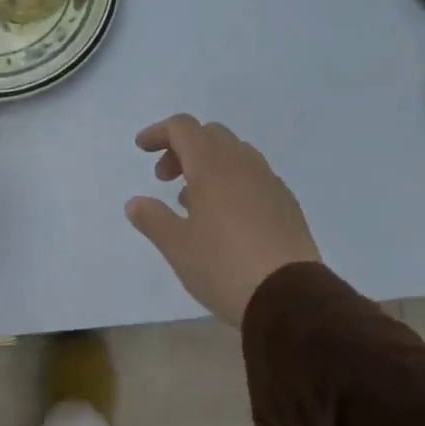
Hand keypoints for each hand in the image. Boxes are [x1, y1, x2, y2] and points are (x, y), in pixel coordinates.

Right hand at [126, 114, 321, 325]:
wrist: (288, 297)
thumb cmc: (223, 266)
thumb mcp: (176, 246)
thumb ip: (152, 219)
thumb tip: (136, 203)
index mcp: (213, 167)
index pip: (183, 128)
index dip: (159, 132)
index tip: (142, 149)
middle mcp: (243, 165)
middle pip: (210, 135)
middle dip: (183, 148)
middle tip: (165, 178)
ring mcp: (270, 183)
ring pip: (235, 154)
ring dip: (208, 165)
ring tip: (192, 201)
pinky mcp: (286, 204)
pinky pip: (253, 177)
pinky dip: (231, 182)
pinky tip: (224, 218)